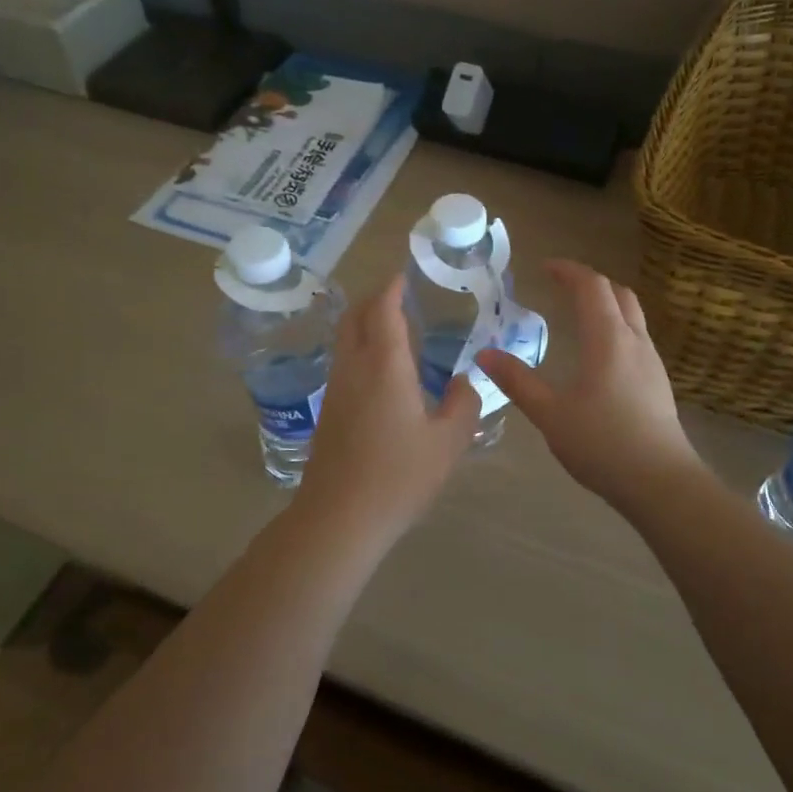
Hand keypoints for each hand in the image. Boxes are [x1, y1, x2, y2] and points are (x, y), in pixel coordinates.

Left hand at [292, 275, 479, 548]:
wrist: (340, 516)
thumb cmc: (400, 476)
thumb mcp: (448, 442)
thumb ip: (463, 404)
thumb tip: (462, 381)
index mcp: (385, 365)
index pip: (383, 310)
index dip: (392, 287)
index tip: (404, 275)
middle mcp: (354, 368)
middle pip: (355, 317)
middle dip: (374, 299)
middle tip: (399, 296)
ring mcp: (336, 389)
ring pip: (345, 340)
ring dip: (364, 324)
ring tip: (393, 329)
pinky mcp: (329, 411)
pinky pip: (344, 362)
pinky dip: (360, 349)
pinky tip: (381, 371)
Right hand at [476, 261, 701, 512]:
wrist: (660, 482)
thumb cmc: (602, 443)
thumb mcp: (550, 413)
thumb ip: (517, 381)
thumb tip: (484, 354)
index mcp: (608, 339)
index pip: (591, 286)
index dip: (568, 271)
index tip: (545, 267)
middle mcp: (635, 341)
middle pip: (618, 293)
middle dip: (590, 282)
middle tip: (562, 287)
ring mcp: (652, 362)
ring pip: (632, 315)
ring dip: (607, 304)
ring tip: (579, 316)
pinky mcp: (658, 383)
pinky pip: (637, 338)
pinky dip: (616, 328)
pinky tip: (600, 356)